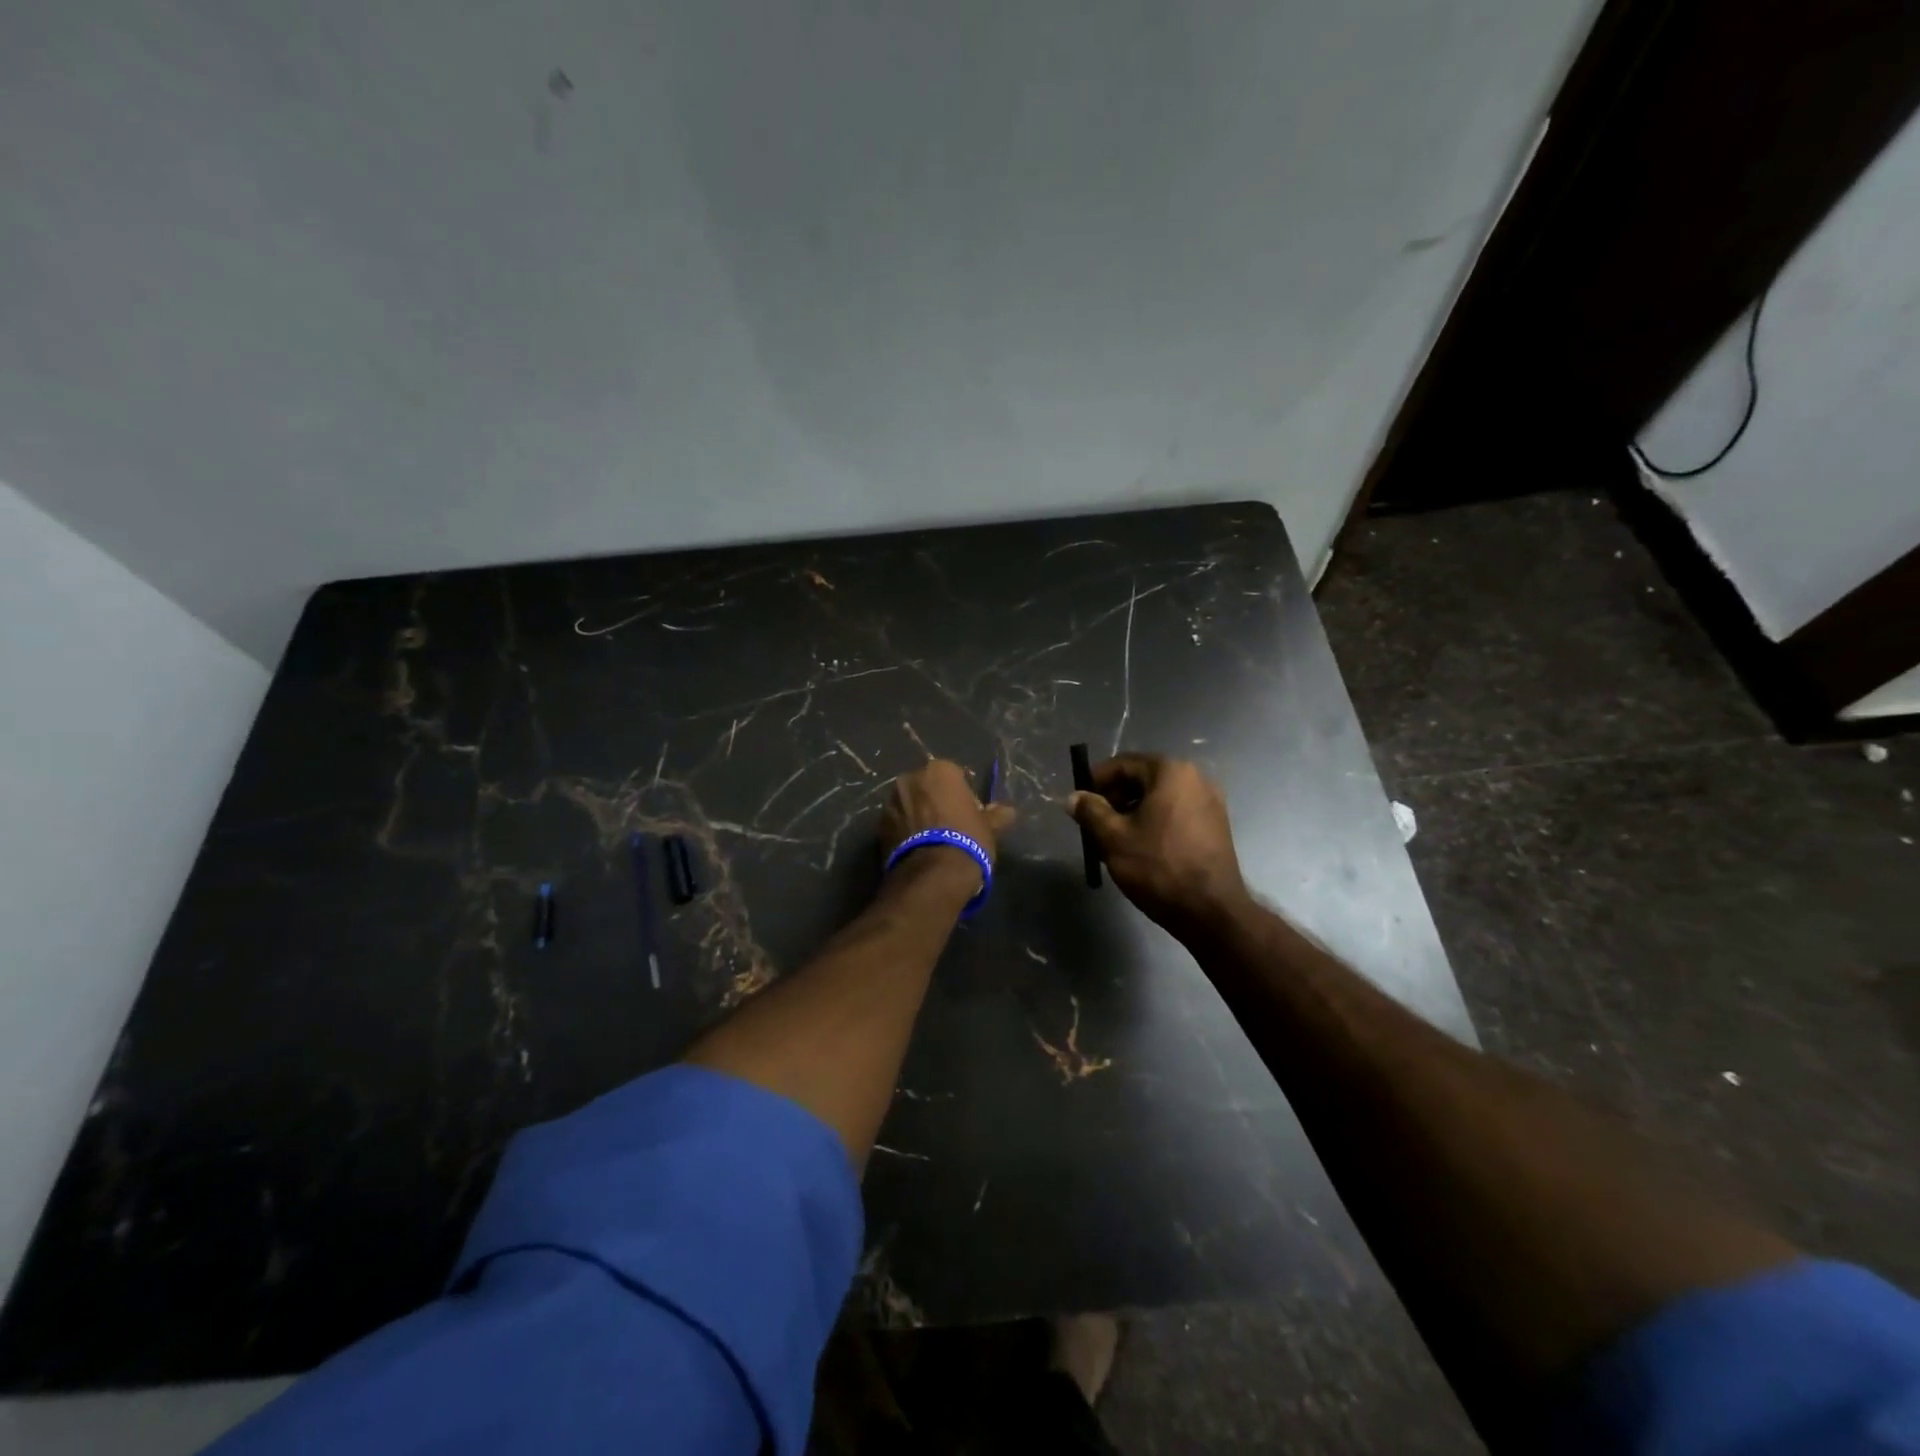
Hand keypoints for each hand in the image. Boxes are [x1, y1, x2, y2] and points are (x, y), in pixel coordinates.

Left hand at [880, 759, 1016, 867]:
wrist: (932, 875)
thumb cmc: (967, 841)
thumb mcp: (989, 828)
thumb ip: (997, 815)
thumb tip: (1007, 811)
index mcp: (939, 770)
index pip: (956, 776)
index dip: (964, 795)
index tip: (970, 813)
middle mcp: (910, 778)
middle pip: (928, 787)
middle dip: (937, 801)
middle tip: (951, 825)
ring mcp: (891, 802)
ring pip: (910, 804)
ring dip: (919, 816)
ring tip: (933, 840)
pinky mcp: (879, 826)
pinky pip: (898, 823)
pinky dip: (906, 831)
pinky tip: (919, 849)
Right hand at [1067, 754, 1247, 935]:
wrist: (1210, 912)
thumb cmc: (1158, 867)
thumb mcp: (1113, 838)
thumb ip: (1090, 811)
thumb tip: (1073, 797)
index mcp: (1171, 772)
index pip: (1123, 764)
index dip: (1096, 781)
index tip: (1079, 802)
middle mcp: (1196, 778)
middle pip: (1143, 778)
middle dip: (1115, 797)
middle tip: (1094, 823)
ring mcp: (1210, 802)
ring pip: (1160, 797)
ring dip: (1133, 811)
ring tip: (1114, 838)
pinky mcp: (1216, 825)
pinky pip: (1176, 812)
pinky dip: (1155, 821)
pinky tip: (1141, 847)